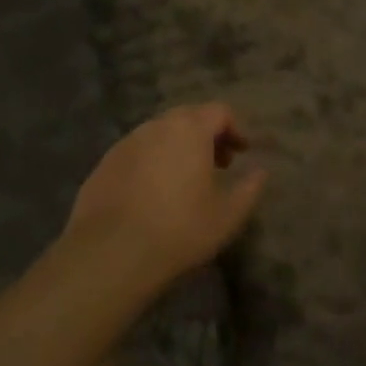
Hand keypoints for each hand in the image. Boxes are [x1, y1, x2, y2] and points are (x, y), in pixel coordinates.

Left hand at [63, 103, 267, 292]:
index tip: (243, 152)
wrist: (110, 254)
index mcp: (190, 129)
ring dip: (178, 147)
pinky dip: (152, 162)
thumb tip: (260, 171)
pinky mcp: (104, 164)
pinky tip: (152, 194)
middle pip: (188, 117)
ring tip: (185, 180)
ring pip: (160, 134)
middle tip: (218, 164)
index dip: (236, 128)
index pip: (219, 111)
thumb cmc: (179, 229)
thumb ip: (249, 188)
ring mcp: (127, 143)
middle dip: (207, 135)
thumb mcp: (227, 215)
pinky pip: (137, 152)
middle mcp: (157, 125)